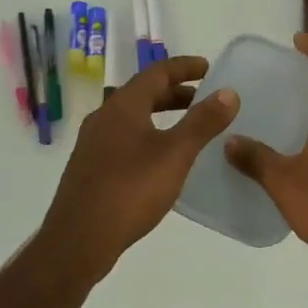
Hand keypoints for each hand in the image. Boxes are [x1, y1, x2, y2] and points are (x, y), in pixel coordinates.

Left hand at [37, 56, 239, 278]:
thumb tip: (228, 92)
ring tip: (188, 128)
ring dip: (161, 115)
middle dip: (175, 92)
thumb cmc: (130, 190)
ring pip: (132, 117)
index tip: (209, 68)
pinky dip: (148, 135)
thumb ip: (203, 121)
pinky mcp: (90, 168)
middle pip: (143, 93)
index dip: (184, 67)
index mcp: (123, 106)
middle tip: (204, 99)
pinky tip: (162, 159)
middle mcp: (104, 117)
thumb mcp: (176, 154)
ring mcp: (93, 143)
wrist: (78, 240)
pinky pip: (124, 138)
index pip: (156, 72)